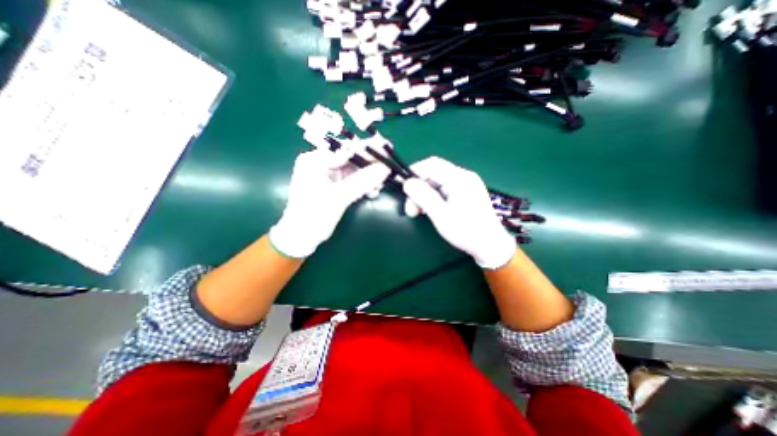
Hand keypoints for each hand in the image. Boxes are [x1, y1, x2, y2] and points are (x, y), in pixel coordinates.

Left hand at [271, 150, 390, 259]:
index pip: (347, 149)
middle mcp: (321, 163)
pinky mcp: (334, 186)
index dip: (369, 149)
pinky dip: (363, 185)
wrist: (302, 237)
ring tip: (382, 183)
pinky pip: (353, 180)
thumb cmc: (314, 215)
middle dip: (371, 165)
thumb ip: (363, 181)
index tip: (388, 149)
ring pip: (354, 170)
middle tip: (389, 167)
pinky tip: (373, 191)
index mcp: (315, 159)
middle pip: (352, 158)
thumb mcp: (339, 197)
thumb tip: (386, 168)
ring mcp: (328, 175)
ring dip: (369, 177)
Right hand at [401, 157, 514, 268]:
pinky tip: (429, 210)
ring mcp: (466, 184)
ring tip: (418, 212)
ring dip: (424, 194)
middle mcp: (463, 177)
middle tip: (411, 209)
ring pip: (437, 182)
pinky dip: (433, 197)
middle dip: (418, 188)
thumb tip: (407, 182)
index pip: (431, 164)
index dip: (414, 172)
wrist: (490, 245)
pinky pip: (444, 189)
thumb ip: (423, 196)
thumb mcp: (441, 215)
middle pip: (433, 173)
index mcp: (459, 178)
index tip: (403, 188)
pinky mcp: (466, 193)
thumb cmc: (466, 231)